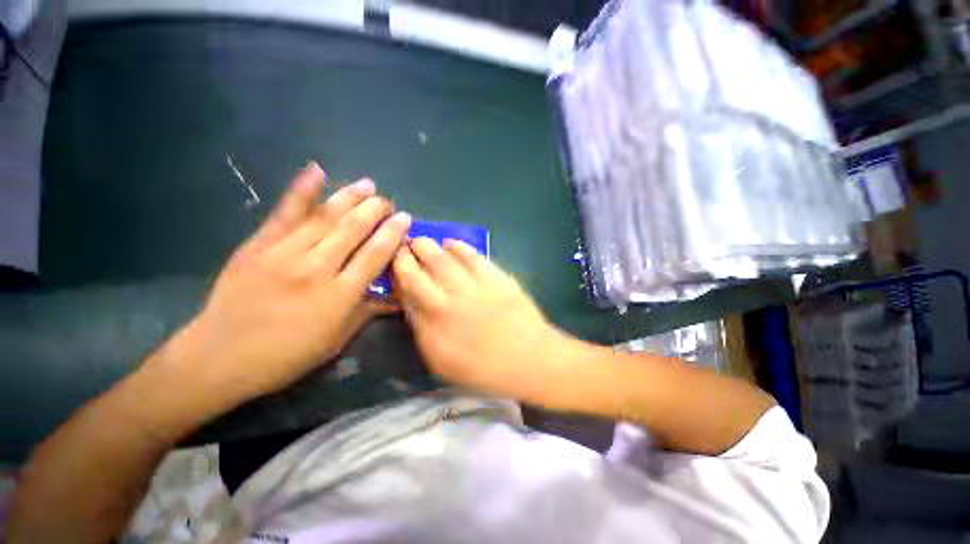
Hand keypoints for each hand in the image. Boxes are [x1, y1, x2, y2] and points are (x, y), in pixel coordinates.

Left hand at [168, 163, 410, 400]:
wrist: (218, 359)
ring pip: (325, 218)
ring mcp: (283, 254)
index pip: (374, 256)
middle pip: (353, 231)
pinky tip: (316, 170)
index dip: (392, 234)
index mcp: (338, 296)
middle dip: (375, 211)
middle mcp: (315, 269)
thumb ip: (368, 312)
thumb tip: (397, 295)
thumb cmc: (286, 356)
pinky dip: (301, 190)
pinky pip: (284, 213)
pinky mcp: (257, 246)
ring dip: (350, 197)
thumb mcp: (337, 341)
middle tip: (389, 201)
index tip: (405, 218)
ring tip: (368, 184)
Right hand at [392, 238, 563, 400]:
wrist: (529, 359)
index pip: (406, 297)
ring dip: (428, 247)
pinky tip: (452, 243)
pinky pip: (472, 257)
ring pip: (442, 260)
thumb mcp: (444, 364)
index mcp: (432, 329)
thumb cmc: (486, 369)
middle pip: (416, 274)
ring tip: (421, 240)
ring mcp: (471, 288)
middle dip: (405, 257)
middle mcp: (446, 304)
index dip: (397, 279)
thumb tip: (412, 307)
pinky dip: (459, 247)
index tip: (394, 269)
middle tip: (403, 247)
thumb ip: (424, 334)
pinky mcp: (494, 278)